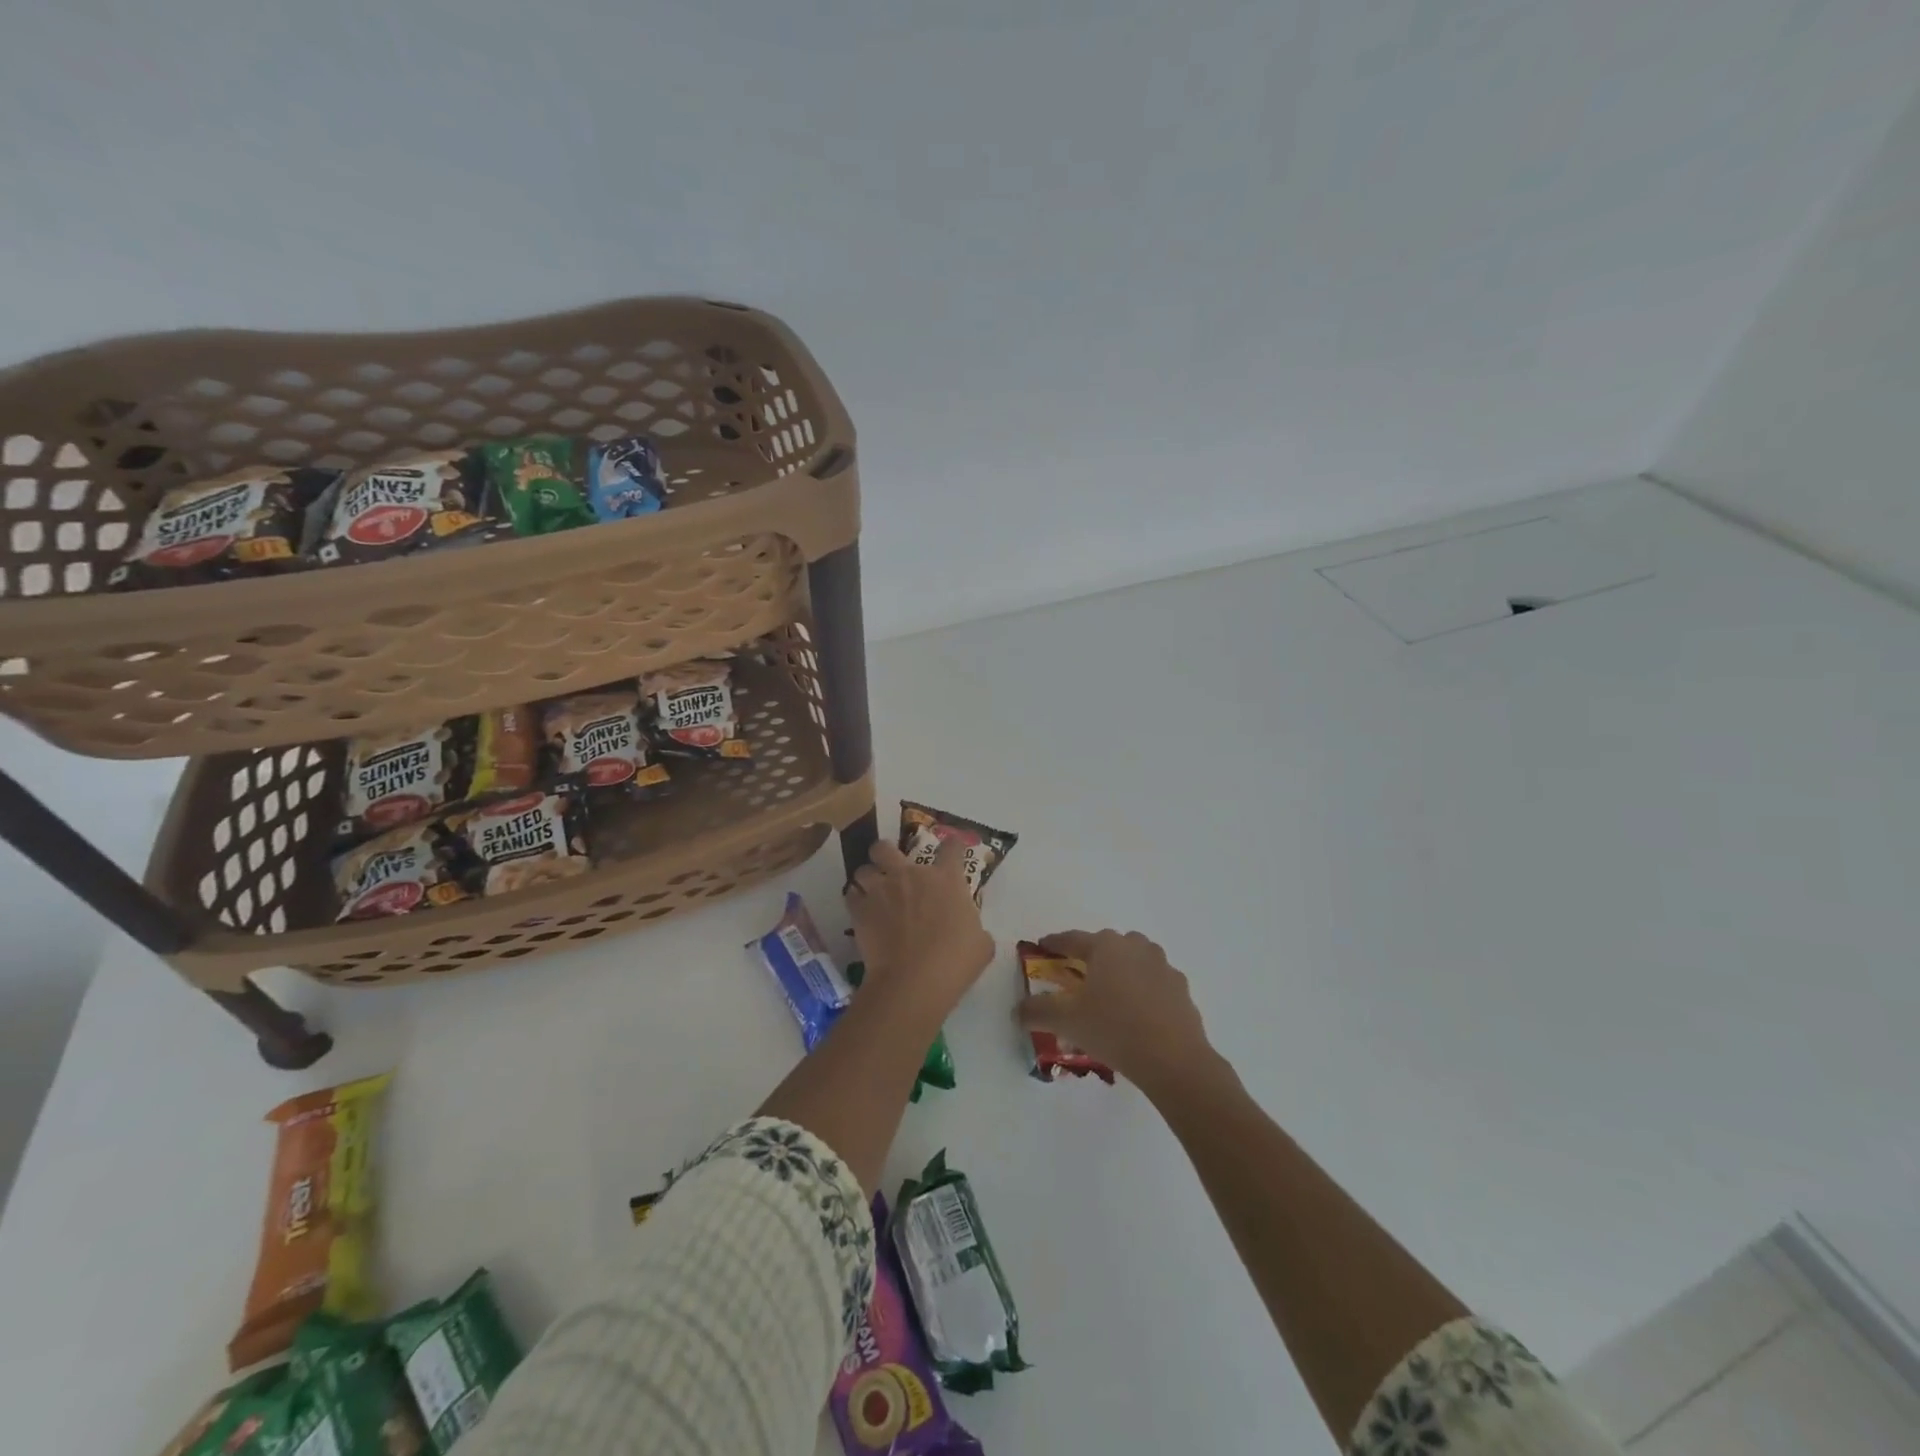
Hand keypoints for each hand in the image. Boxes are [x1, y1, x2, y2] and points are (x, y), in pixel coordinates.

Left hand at [845, 840, 994, 1015]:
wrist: (913, 981)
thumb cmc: (955, 962)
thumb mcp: (981, 943)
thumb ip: (974, 926)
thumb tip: (971, 929)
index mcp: (945, 879)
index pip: (951, 847)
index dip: (952, 846)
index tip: (952, 850)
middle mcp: (910, 875)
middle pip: (887, 847)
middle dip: (886, 852)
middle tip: (891, 866)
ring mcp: (881, 890)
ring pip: (863, 869)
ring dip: (868, 878)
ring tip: (872, 891)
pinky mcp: (860, 910)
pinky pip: (851, 895)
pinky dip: (855, 900)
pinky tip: (862, 911)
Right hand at [1015, 929, 1216, 1089]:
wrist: (1173, 1059)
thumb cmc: (1114, 1028)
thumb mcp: (1066, 1021)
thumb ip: (1037, 1011)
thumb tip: (1017, 1010)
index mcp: (1106, 945)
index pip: (1072, 938)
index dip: (1054, 944)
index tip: (1042, 947)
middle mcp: (1135, 946)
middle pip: (1106, 946)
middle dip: (1090, 957)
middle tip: (1076, 976)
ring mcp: (1162, 965)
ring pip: (1133, 960)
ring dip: (1119, 971)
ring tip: (1108, 996)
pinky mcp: (1181, 988)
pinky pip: (1154, 982)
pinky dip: (1142, 990)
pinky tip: (1136, 1013)